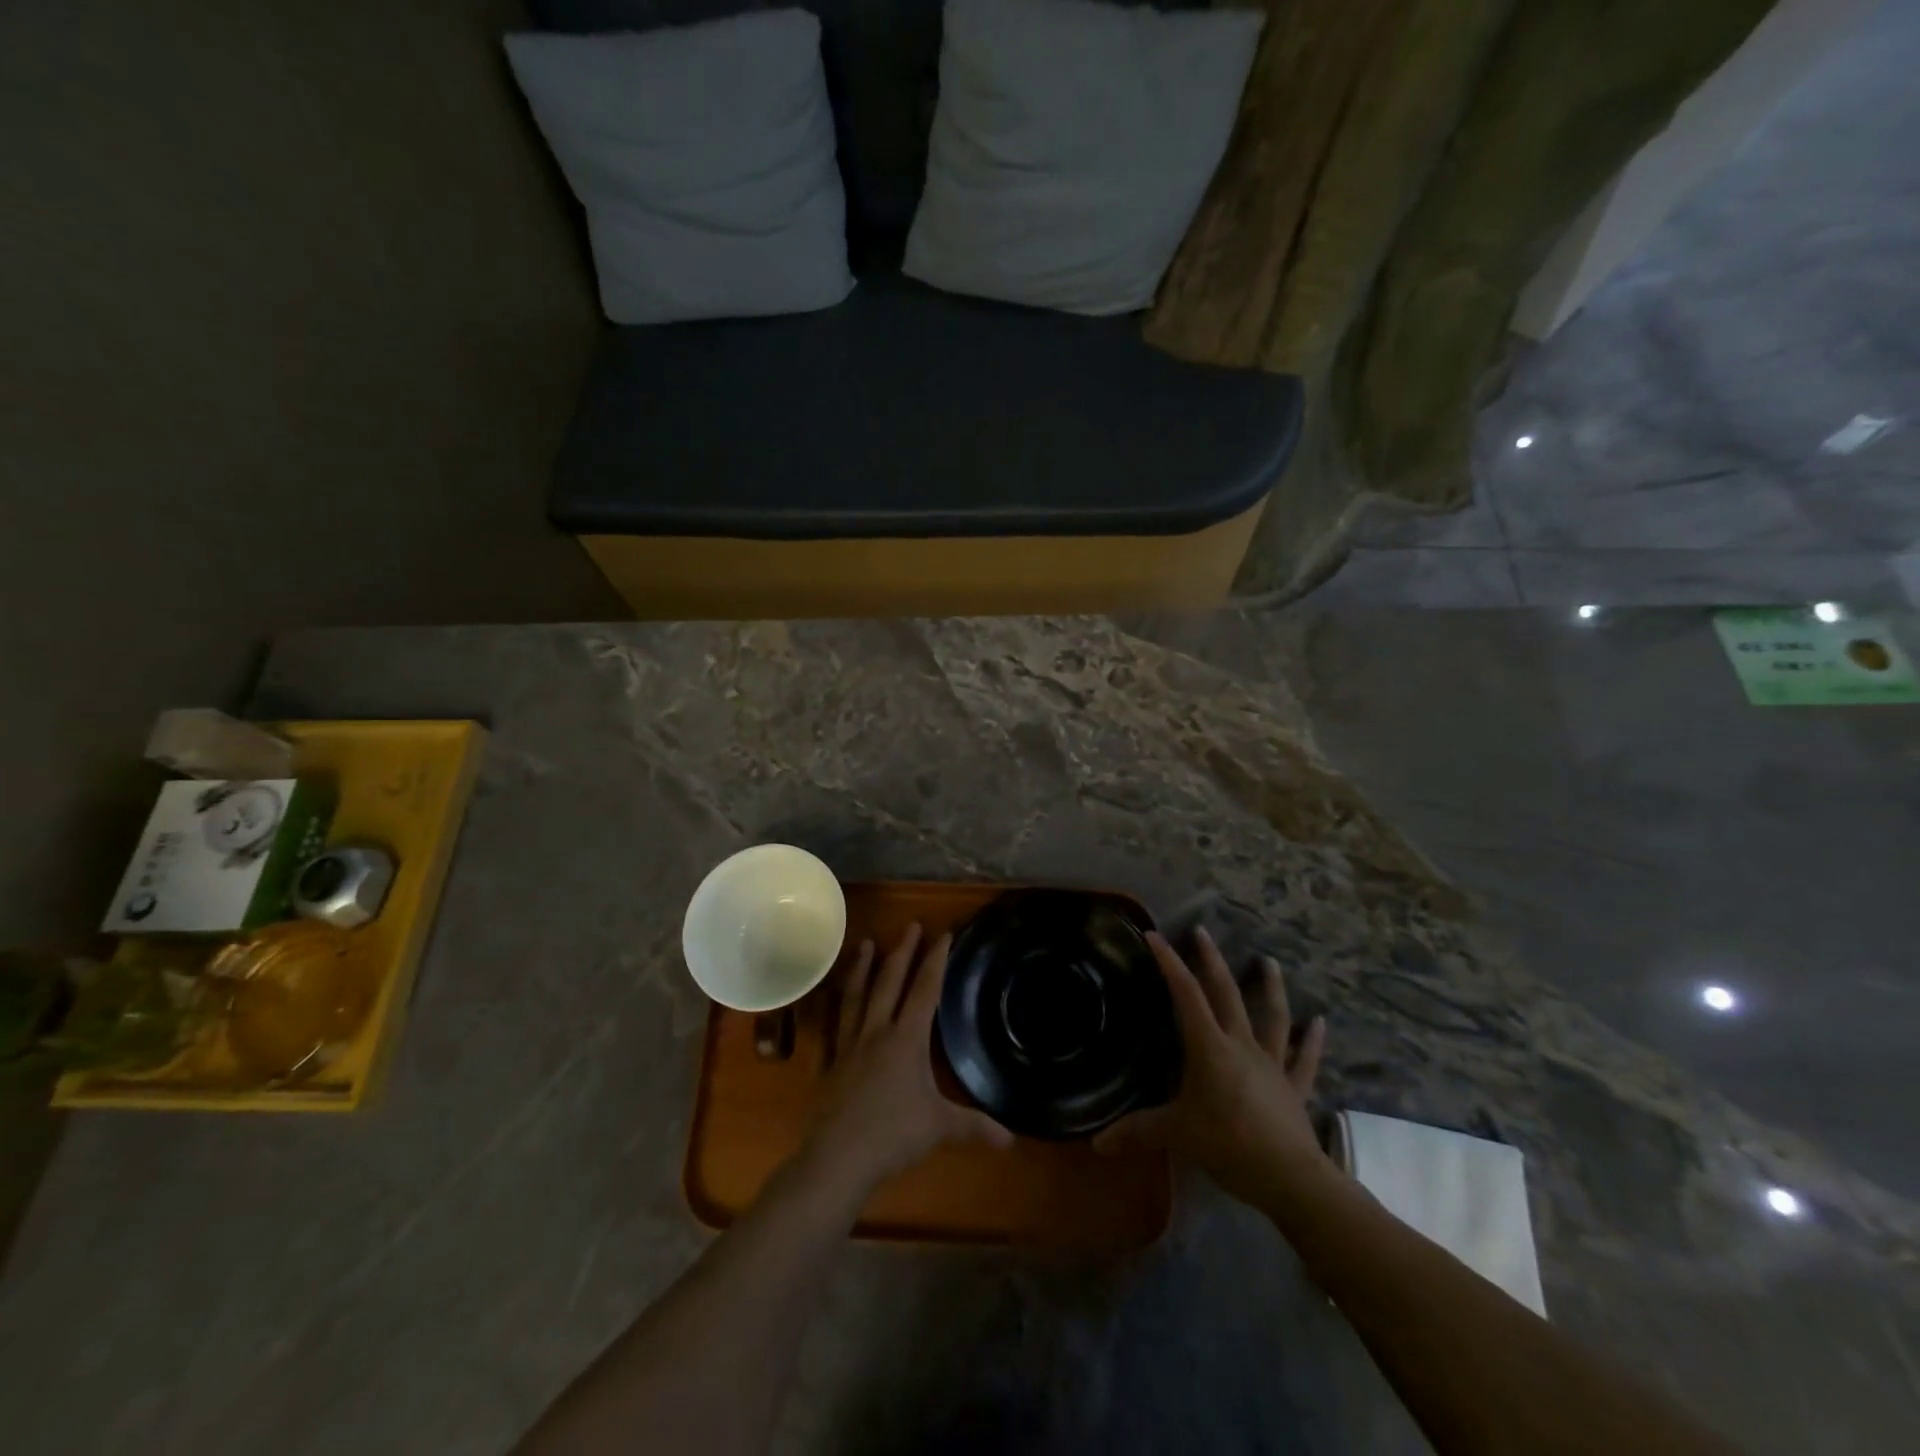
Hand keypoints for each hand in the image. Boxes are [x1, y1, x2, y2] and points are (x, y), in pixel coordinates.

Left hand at [801, 924, 1011, 1194]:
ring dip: (863, 967)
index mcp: (906, 1039)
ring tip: (866, 943)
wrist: (837, 1158)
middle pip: (890, 982)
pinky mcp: (831, 1061)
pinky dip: (837, 1005)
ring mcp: (850, 1044)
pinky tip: (836, 998)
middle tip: (910, 925)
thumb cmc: (893, 1135)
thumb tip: (1011, 1139)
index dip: (935, 960)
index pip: (925, 989)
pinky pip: (835, 1023)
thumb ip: (974, 1126)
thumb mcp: (940, 1128)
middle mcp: (877, 1031)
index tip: (943, 934)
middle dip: (903, 951)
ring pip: (857, 995)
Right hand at [1094, 927, 1327, 1208]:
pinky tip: (1319, 1022)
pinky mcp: (1294, 1087)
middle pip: (1226, 993)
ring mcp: (1272, 1063)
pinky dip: (1311, 1040)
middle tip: (1202, 931)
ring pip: (1272, 1016)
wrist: (1291, 1178)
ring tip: (1269, 961)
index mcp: (1210, 1047)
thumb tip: (1095, 1144)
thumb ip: (1138, 1132)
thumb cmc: (1229, 1145)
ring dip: (1270, 988)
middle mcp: (1242, 1045)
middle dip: (1211, 960)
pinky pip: (1304, 1059)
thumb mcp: (1177, 1134)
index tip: (1154, 935)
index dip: (1169, 963)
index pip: (1186, 995)